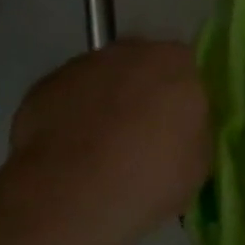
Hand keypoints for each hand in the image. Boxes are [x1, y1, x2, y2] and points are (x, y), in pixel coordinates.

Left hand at [0, 40, 212, 244]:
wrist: (76, 194)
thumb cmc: (153, 175)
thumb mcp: (199, 160)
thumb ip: (193, 132)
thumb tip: (182, 132)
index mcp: (177, 62)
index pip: (185, 68)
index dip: (178, 97)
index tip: (175, 126)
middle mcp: (131, 51)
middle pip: (140, 66)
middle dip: (139, 93)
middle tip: (138, 137)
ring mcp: (84, 65)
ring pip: (99, 80)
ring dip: (101, 104)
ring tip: (97, 151)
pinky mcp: (44, 86)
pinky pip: (64, 99)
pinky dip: (67, 119)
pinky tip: (66, 155)